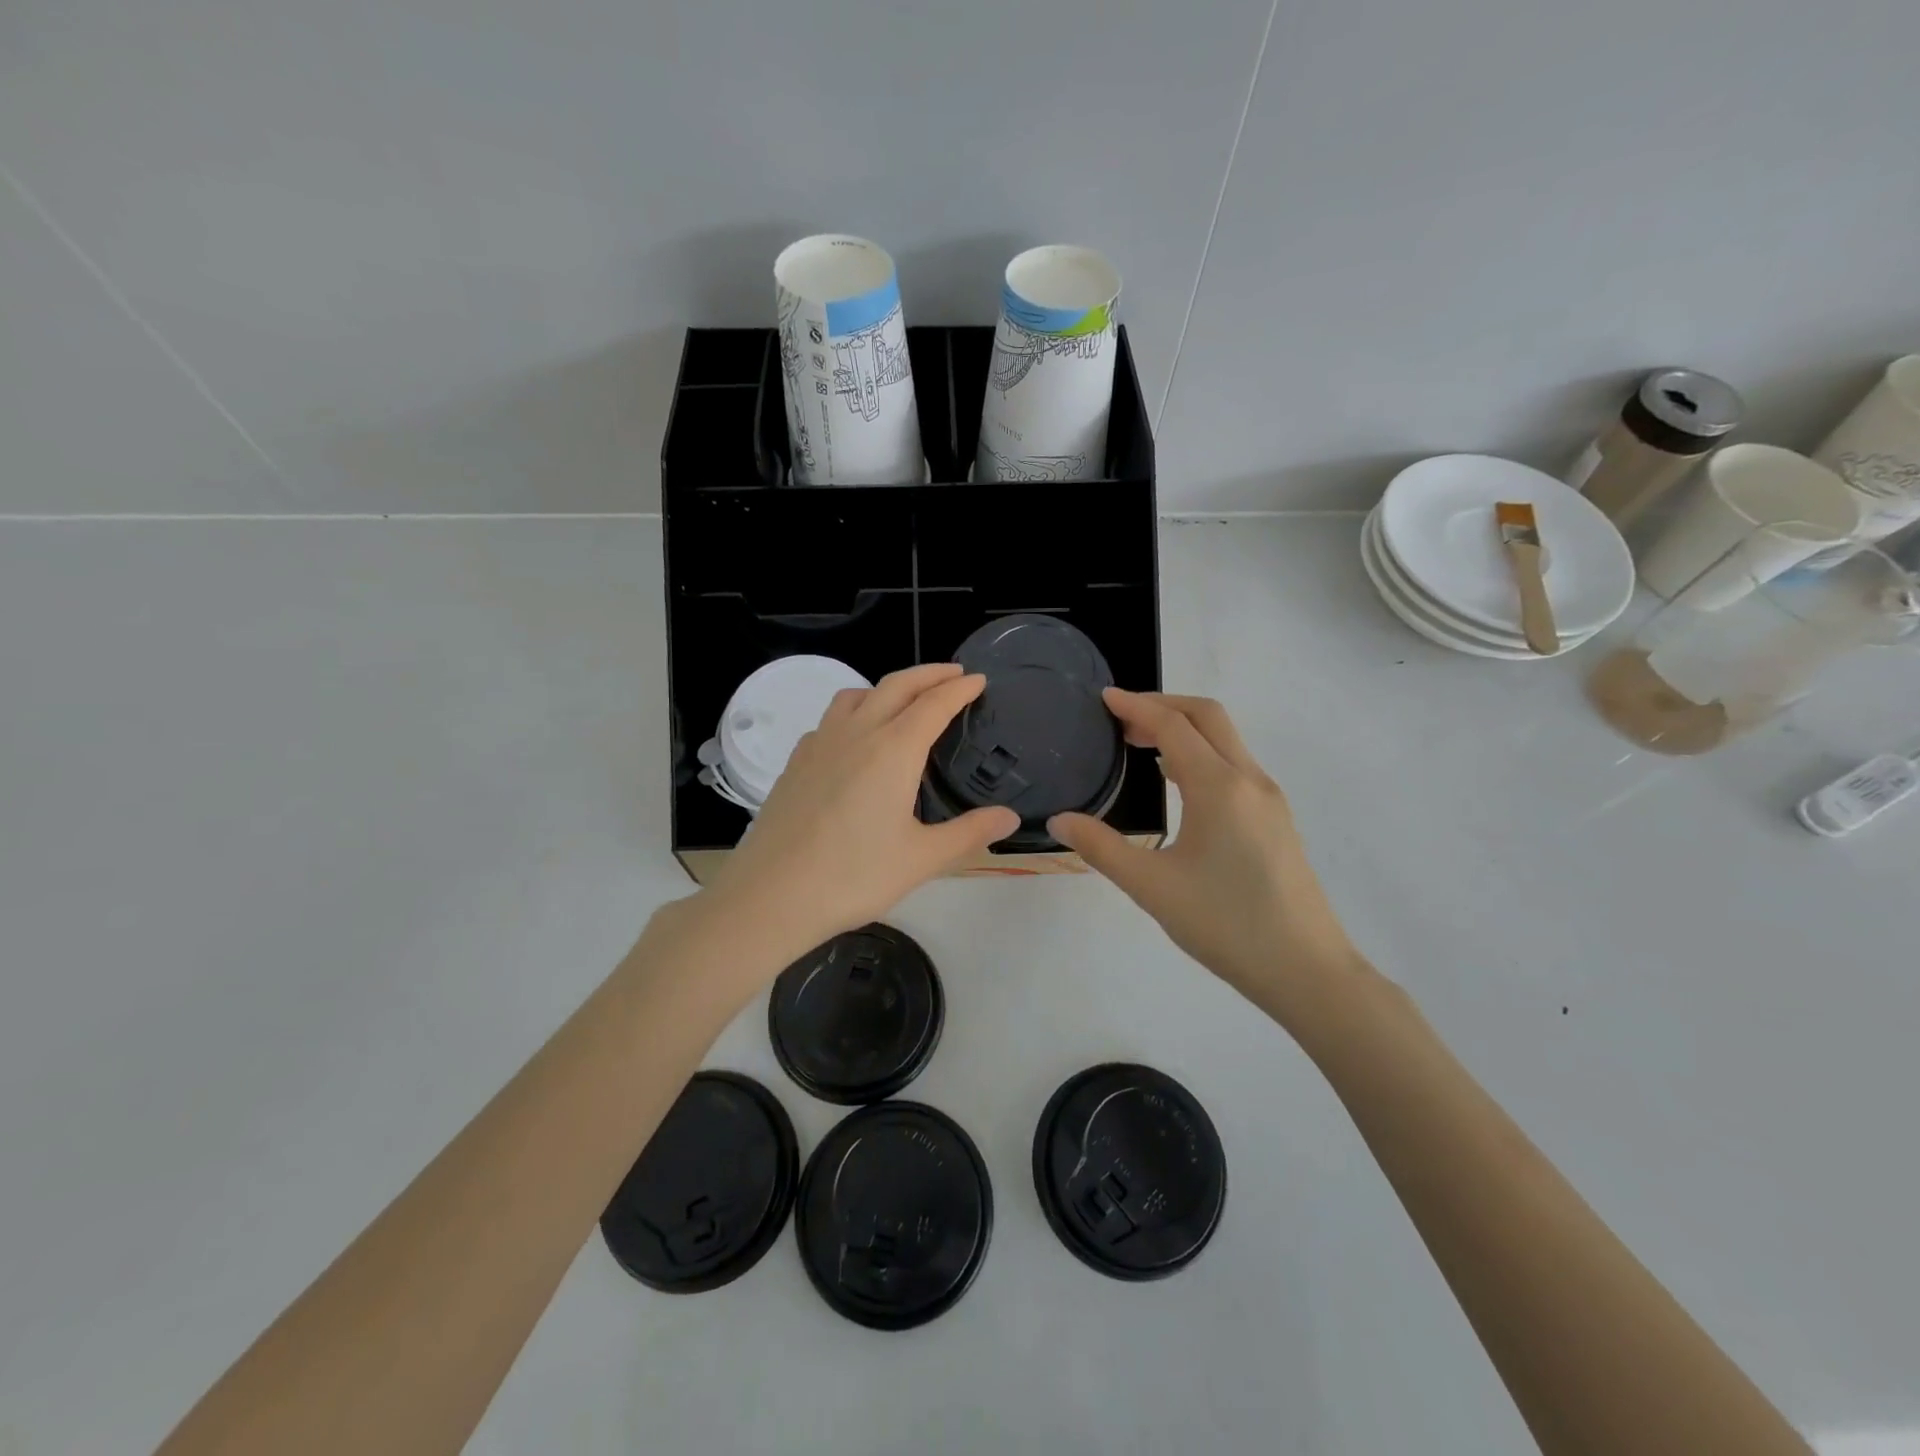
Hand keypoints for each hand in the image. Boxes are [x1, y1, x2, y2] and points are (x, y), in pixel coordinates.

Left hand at [705, 663, 1018, 958]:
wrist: (771, 895)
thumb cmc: (853, 876)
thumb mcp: (922, 859)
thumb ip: (969, 833)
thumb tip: (1010, 817)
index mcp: (893, 750)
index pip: (934, 704)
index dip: (960, 688)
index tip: (978, 679)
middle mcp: (856, 733)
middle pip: (896, 686)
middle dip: (929, 674)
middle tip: (954, 674)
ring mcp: (819, 744)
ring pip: (857, 695)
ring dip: (888, 687)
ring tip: (905, 700)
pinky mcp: (795, 762)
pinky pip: (830, 720)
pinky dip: (854, 711)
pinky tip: (855, 739)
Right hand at [1049, 691, 1360, 1019]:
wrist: (1306, 971)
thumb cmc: (1226, 925)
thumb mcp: (1151, 887)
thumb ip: (1101, 848)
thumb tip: (1059, 821)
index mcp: (1219, 787)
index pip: (1173, 726)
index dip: (1136, 706)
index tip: (1104, 698)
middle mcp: (1249, 780)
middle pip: (1207, 717)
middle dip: (1163, 706)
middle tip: (1120, 720)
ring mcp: (1269, 798)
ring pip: (1225, 740)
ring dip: (1184, 730)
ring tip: (1140, 746)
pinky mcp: (1276, 819)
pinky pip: (1234, 765)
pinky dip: (1201, 754)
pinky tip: (1177, 782)